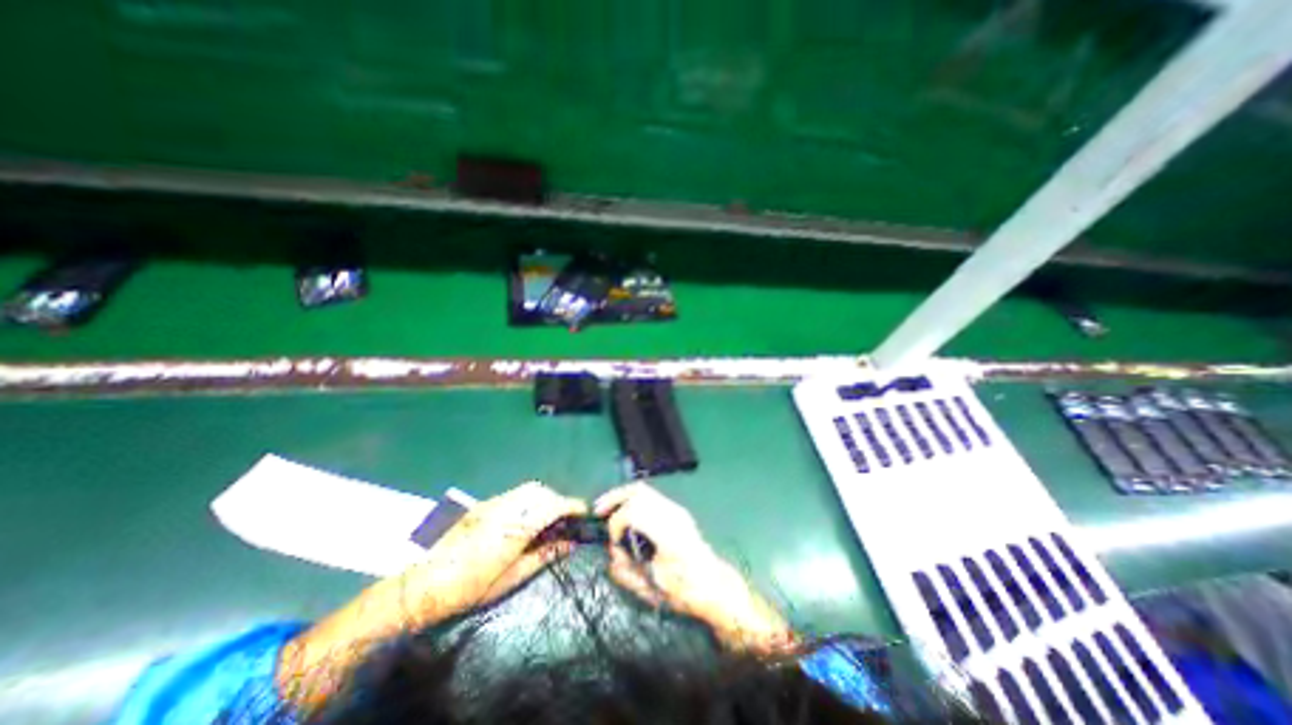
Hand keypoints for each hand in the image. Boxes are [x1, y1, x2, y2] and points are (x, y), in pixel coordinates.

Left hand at [281, 482, 586, 706]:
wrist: (422, 584)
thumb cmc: (468, 589)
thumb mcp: (510, 579)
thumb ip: (543, 556)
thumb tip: (570, 544)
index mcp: (513, 529)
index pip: (551, 507)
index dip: (571, 506)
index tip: (584, 512)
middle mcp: (504, 509)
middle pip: (540, 491)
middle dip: (557, 500)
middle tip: (563, 520)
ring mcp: (492, 503)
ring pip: (527, 489)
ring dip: (542, 498)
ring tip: (545, 520)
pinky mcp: (483, 504)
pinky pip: (514, 494)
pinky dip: (528, 500)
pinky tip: (524, 519)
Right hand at [597, 484, 798, 652]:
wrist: (713, 585)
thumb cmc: (683, 592)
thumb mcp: (651, 590)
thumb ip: (625, 571)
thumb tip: (611, 552)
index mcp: (668, 534)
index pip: (634, 512)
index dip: (617, 523)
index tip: (613, 542)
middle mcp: (673, 515)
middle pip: (639, 492)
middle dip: (615, 499)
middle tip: (597, 511)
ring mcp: (676, 510)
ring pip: (645, 489)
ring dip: (623, 495)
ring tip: (606, 507)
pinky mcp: (677, 510)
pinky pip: (650, 496)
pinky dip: (633, 499)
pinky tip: (625, 512)